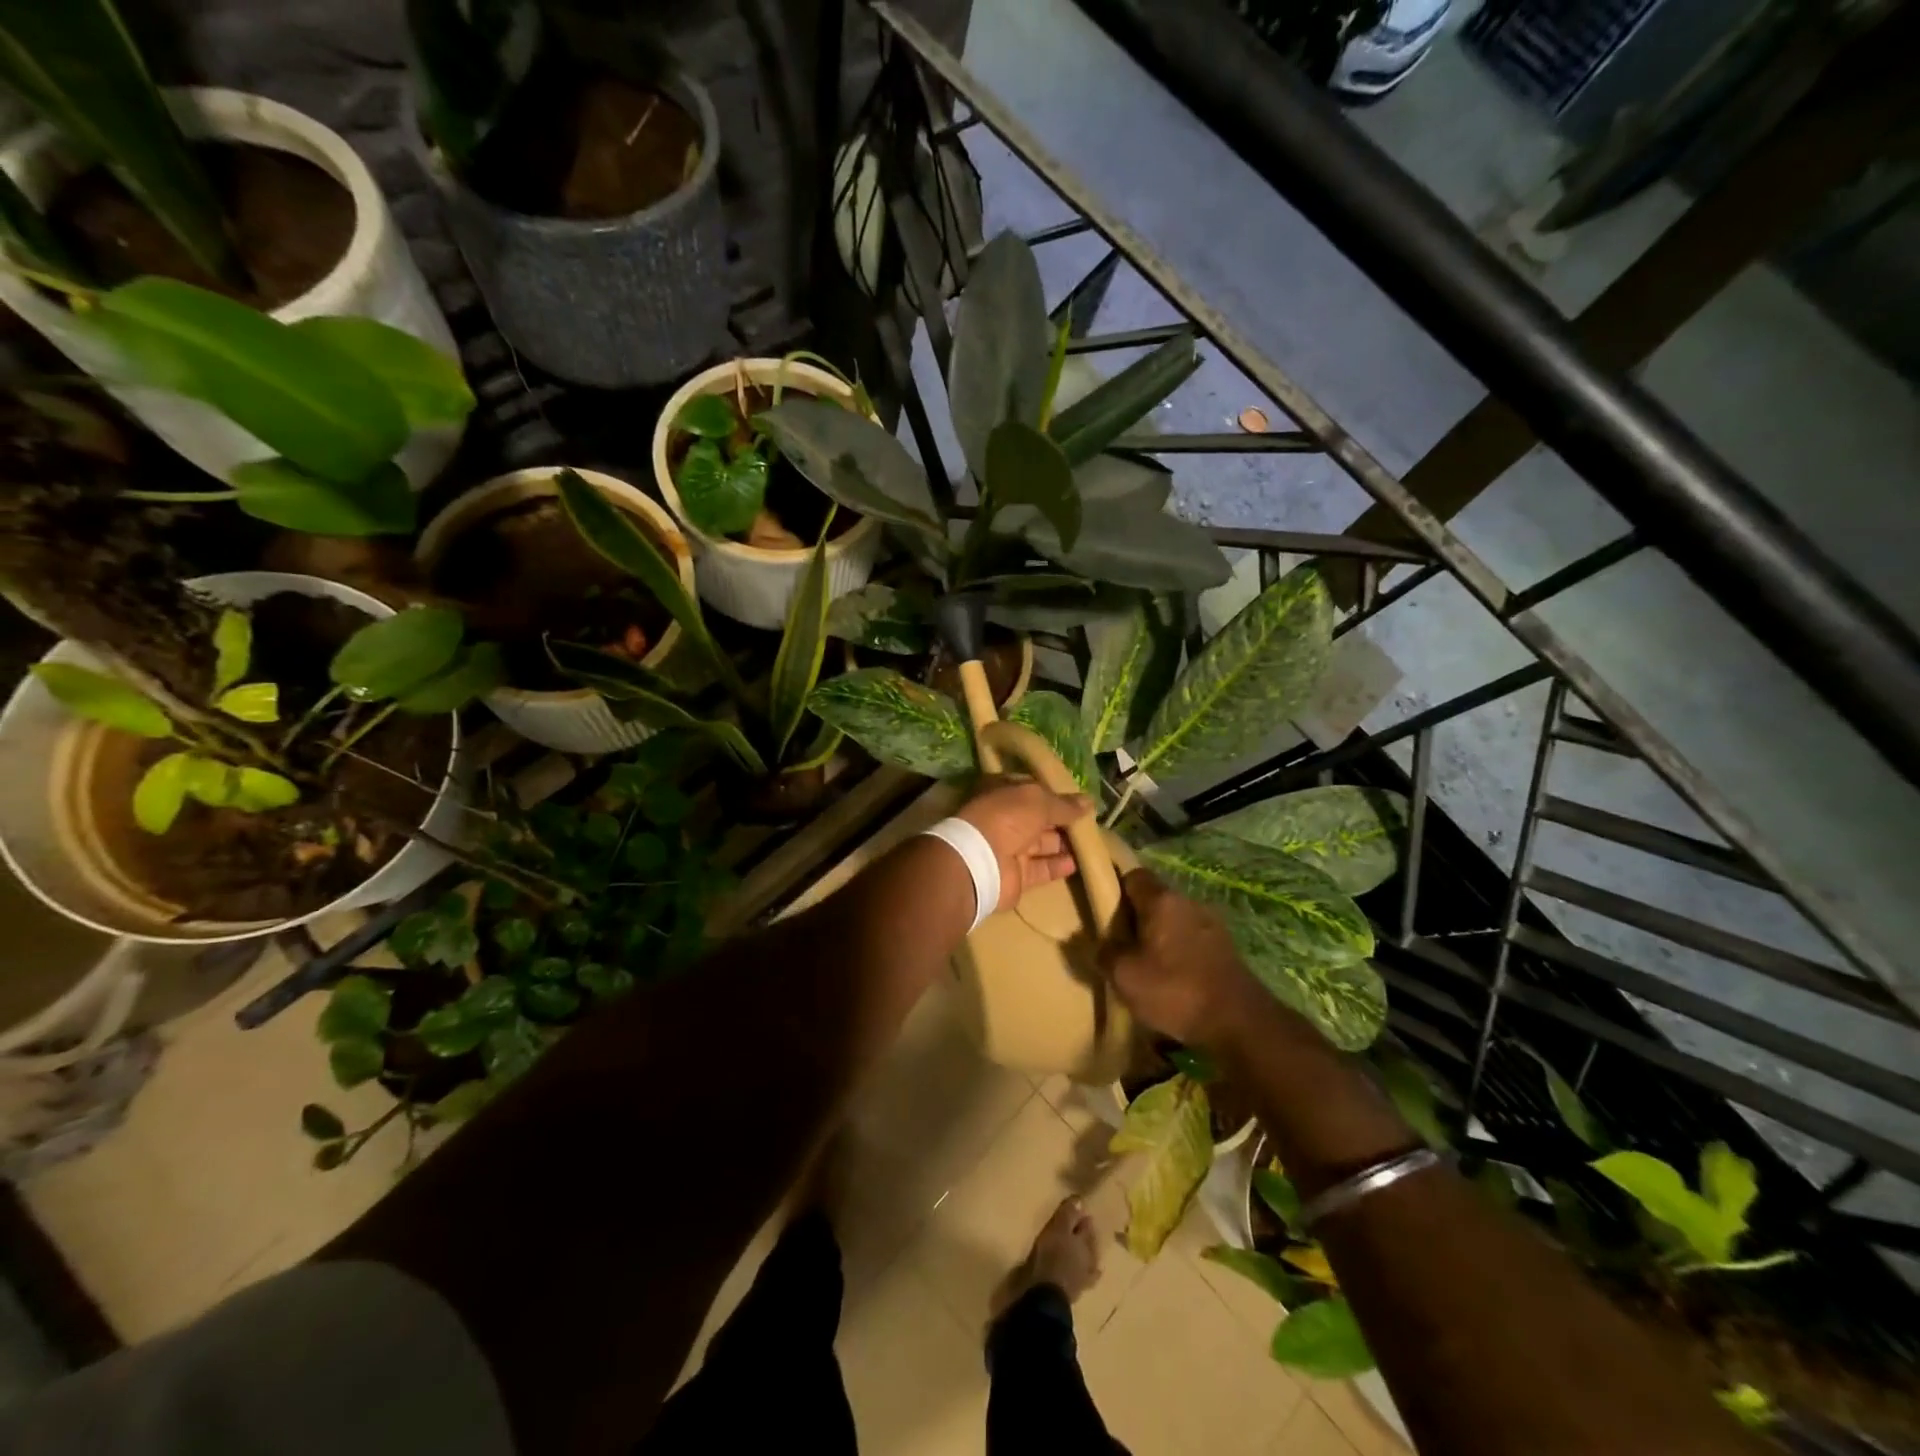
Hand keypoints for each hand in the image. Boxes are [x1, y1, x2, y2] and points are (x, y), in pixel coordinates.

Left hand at [955, 778, 1093, 914]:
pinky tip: (1077, 863)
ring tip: (1090, 842)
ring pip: (1041, 844)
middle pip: (1038, 819)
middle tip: (1091, 822)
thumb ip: (1064, 804)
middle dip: (1062, 820)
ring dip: (1063, 843)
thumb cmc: (1006, 818)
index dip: (1053, 793)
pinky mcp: (1016, 875)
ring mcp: (1008, 848)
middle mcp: (1004, 819)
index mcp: (1002, 794)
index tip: (1078, 798)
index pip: (1031, 790)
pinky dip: (1057, 866)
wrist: (980, 861)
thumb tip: (1089, 802)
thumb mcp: (1038, 801)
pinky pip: (1041, 868)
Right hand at [1102, 870, 1264, 1049]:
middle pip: (1154, 898)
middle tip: (1119, 944)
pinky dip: (1178, 952)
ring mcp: (1212, 924)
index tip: (1102, 912)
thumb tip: (1096, 943)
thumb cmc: (1175, 990)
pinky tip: (1171, 978)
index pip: (1133, 875)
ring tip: (1144, 965)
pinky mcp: (1225, 948)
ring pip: (1174, 920)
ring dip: (1158, 936)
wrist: (1239, 1023)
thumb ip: (1104, 953)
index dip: (1115, 889)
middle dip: (1135, 917)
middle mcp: (1189, 902)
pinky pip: (1191, 939)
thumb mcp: (1125, 976)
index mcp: (1162, 900)